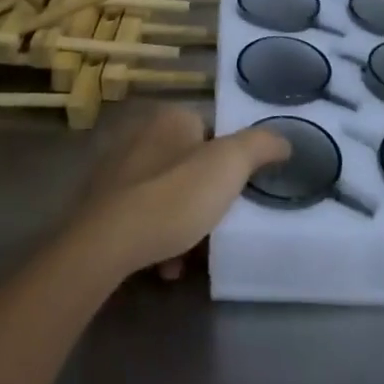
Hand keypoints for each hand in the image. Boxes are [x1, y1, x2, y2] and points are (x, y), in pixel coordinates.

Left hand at [72, 104, 290, 283]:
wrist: (105, 244)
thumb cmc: (174, 197)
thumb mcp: (230, 165)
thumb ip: (260, 146)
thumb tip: (283, 139)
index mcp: (171, 118)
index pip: (211, 132)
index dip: (228, 164)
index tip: (236, 195)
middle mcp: (140, 134)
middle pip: (188, 166)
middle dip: (204, 199)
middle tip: (217, 227)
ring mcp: (116, 169)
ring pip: (165, 195)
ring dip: (182, 225)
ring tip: (189, 257)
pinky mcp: (100, 204)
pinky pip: (140, 217)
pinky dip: (156, 238)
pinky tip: (164, 266)